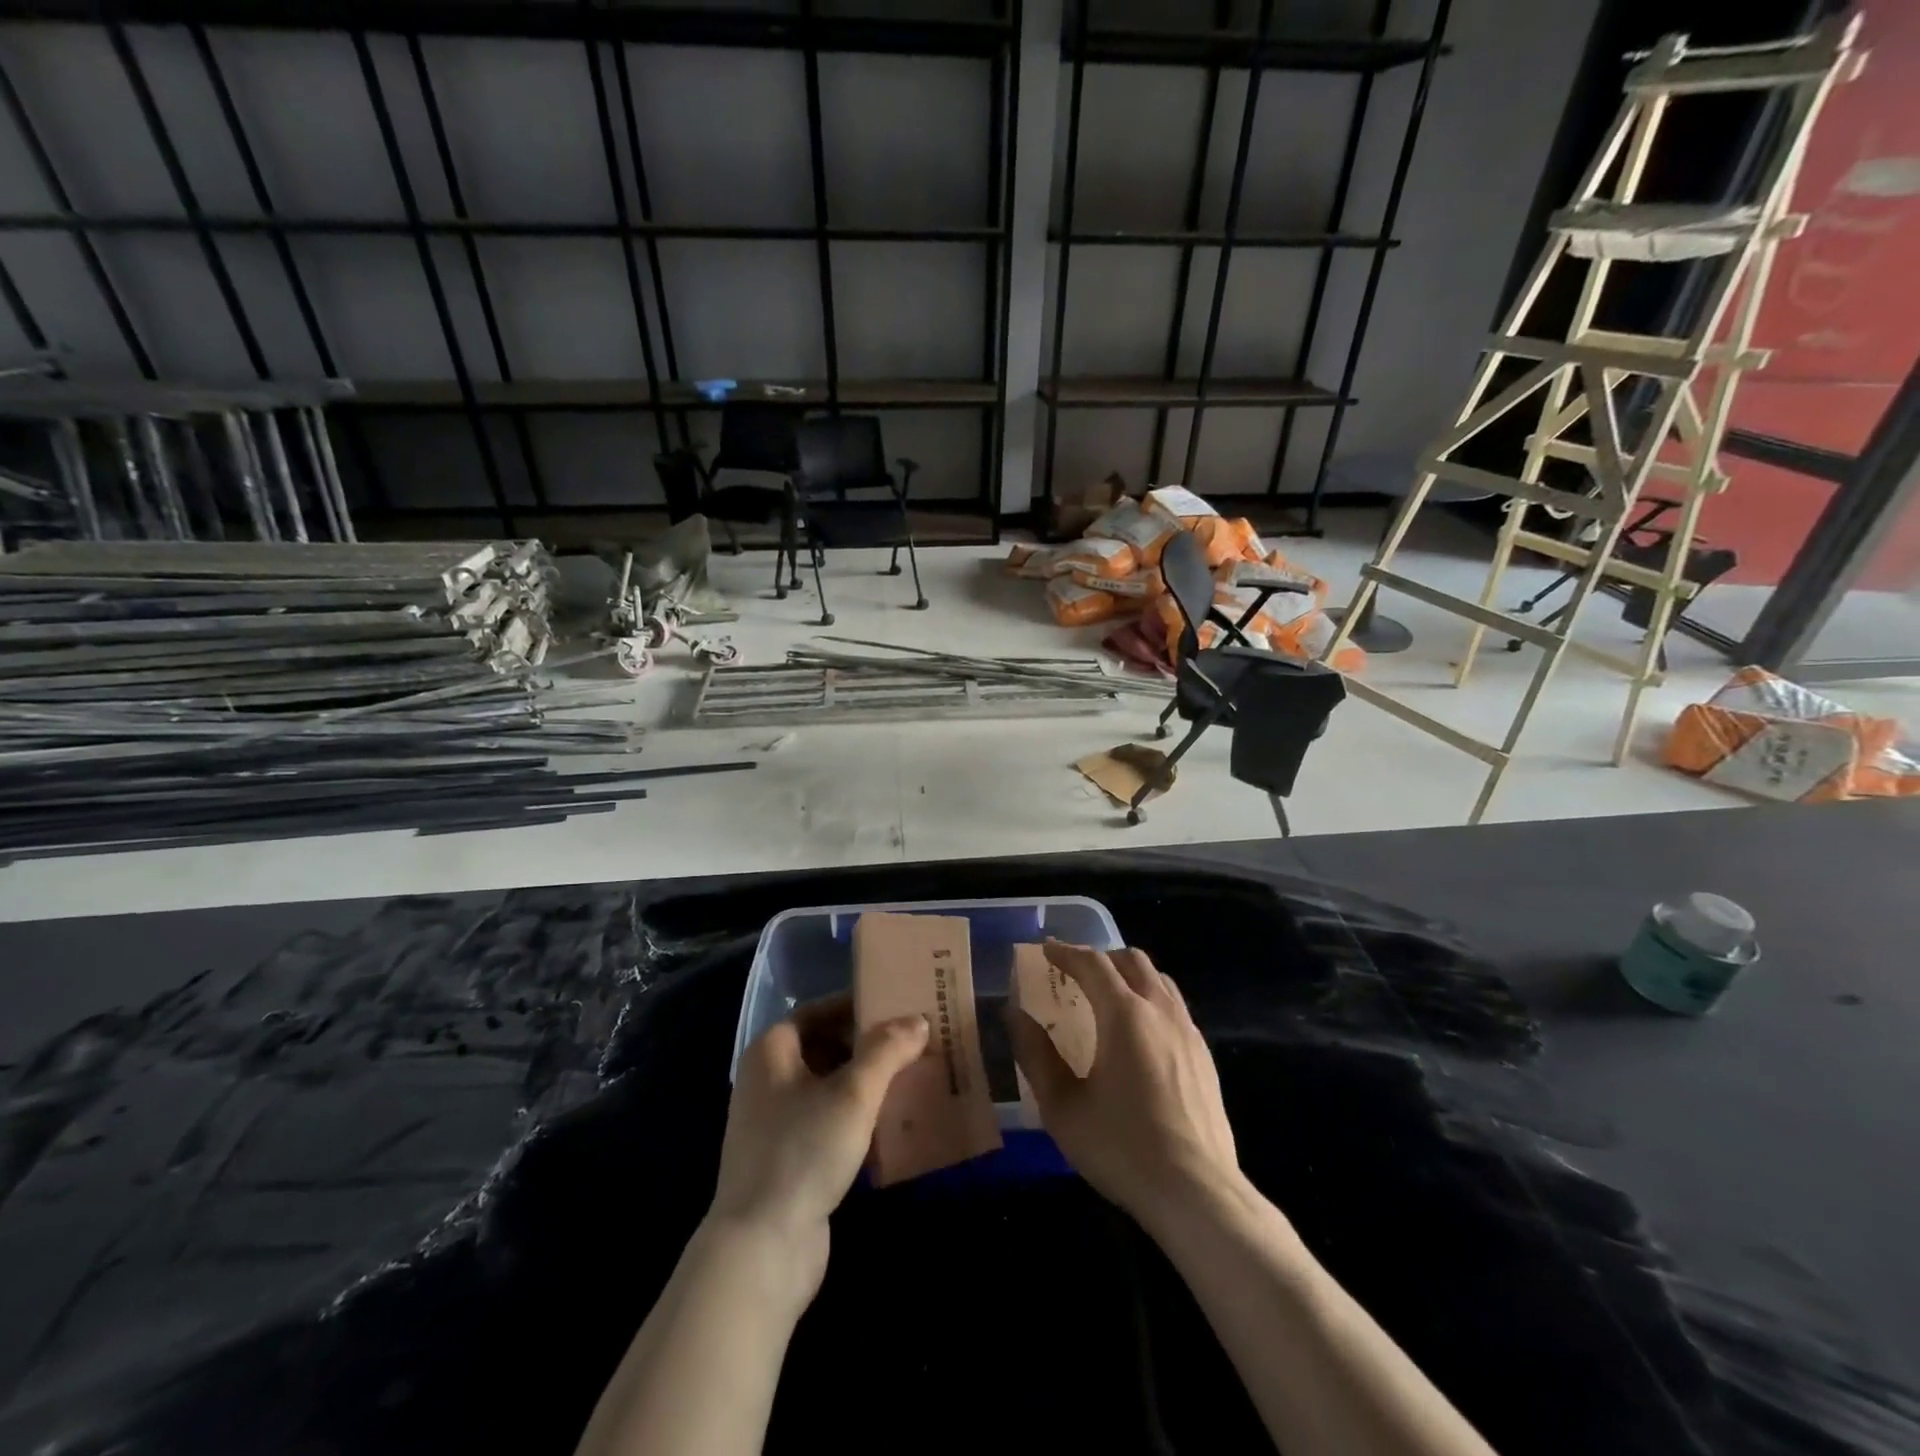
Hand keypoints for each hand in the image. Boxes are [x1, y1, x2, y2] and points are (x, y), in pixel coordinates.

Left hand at [708, 995, 928, 1300]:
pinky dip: (857, 1117)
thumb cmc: (803, 1151)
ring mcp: (775, 1123)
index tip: (897, 1005)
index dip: (856, 1006)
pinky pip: (828, 1122)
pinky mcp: (788, 1159)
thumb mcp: (853, 1093)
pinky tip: (892, 1124)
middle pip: (824, 1047)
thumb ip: (887, 1050)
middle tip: (913, 1042)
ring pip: (828, 1087)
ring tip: (911, 1077)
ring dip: (866, 1082)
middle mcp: (767, 1080)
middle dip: (867, 1045)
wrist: (762, 1248)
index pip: (818, 1011)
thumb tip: (917, 1020)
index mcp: (771, 1052)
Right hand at [1010, 941, 1240, 1231]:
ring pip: (1159, 981)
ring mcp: (1189, 1032)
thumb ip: (1036, 1055)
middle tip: (1074, 973)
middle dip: (1100, 958)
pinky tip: (1140, 1034)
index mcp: (1124, 1014)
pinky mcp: (1205, 1057)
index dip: (1066, 952)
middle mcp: (1160, 1011)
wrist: (1197, 1194)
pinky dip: (1151, 1001)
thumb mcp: (1063, 1107)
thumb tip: (1015, 1014)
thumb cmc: (1122, 1148)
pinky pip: (1175, 1008)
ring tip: (1107, 997)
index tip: (1045, 950)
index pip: (1093, 963)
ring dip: (1129, 976)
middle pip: (1132, 960)